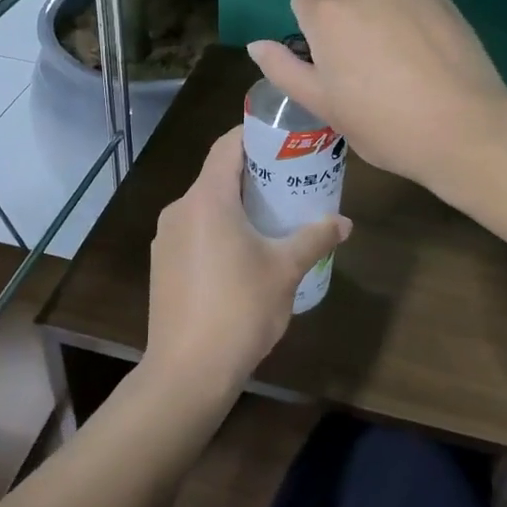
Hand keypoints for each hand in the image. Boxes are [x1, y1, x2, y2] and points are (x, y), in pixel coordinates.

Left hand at [144, 127, 350, 405]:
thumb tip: (344, 222)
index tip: (285, 138)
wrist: (187, 372)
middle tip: (290, 181)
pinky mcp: (162, 265)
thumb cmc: (240, 310)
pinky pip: (195, 231)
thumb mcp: (285, 270)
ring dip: (237, 204)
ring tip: (273, 218)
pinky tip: (244, 255)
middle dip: (254, 174)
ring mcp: (166, 238)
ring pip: (206, 205)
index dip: (255, 135)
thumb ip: (315, 238)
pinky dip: (219, 229)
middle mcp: (180, 209)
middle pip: (218, 175)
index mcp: (207, 199)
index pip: (227, 145)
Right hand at [248, 0, 506, 188]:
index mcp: (327, 12)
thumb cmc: (384, 123)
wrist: (463, 127)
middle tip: (350, 41)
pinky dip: (400, 0)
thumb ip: (285, 69)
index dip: (309, 22)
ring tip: (383, 37)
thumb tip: (257, 45)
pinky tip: (415, 39)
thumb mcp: (325, 105)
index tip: (326, 54)